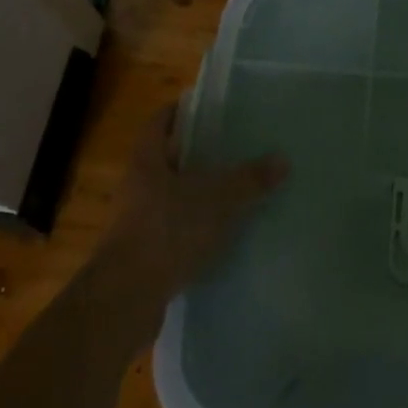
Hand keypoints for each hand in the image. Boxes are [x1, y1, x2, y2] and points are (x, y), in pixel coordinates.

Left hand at [103, 105, 287, 307]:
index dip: (180, 111)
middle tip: (233, 146)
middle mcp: (136, 186)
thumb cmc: (166, 231)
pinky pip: (173, 229)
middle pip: (167, 159)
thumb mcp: (217, 199)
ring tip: (234, 189)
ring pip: (171, 196)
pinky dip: (194, 227)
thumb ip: (249, 179)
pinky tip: (222, 233)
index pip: (159, 122)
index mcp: (146, 161)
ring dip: (197, 193)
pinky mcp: (143, 255)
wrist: (125, 300)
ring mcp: (136, 222)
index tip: (207, 108)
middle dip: (197, 153)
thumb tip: (283, 160)